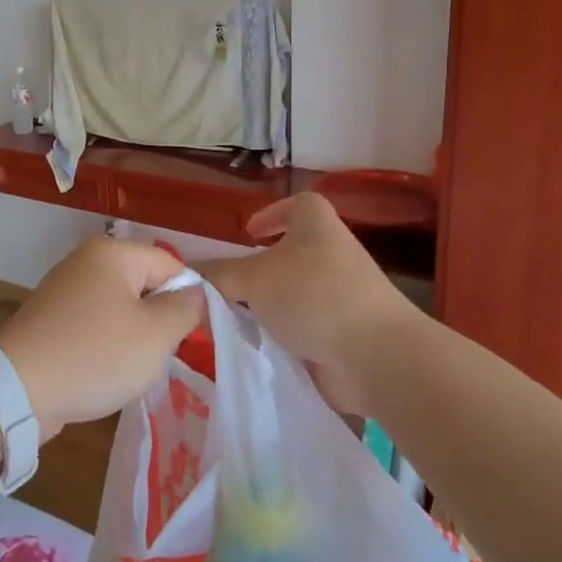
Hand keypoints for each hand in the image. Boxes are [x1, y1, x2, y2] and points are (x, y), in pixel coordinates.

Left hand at [0, 238, 204, 439]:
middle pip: (145, 284)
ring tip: (130, 366)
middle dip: (158, 319)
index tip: (189, 336)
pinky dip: (105, 344)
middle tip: (160, 353)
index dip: (187, 299)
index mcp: (113, 252)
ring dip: (133, 335)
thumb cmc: (95, 355)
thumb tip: (195, 294)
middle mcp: (86, 260)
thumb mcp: (156, 334)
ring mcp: (65, 288)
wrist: (17, 389)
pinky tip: (103, 370)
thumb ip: (185, 309)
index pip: (171, 265)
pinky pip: (95, 323)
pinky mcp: (51, 317)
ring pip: (121, 307)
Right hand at [197, 194, 410, 415]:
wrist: (375, 356)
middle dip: (261, 269)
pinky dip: (282, 336)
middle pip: (293, 253)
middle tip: (228, 285)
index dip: (275, 213)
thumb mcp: (253, 279)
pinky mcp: (344, 333)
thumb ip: (218, 275)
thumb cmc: (313, 296)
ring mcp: (342, 296)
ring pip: (295, 294)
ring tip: (233, 320)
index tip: (249, 233)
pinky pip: (304, 328)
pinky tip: (256, 347)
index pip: (300, 204)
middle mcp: (333, 255)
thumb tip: (186, 273)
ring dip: (268, 306)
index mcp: (318, 227)